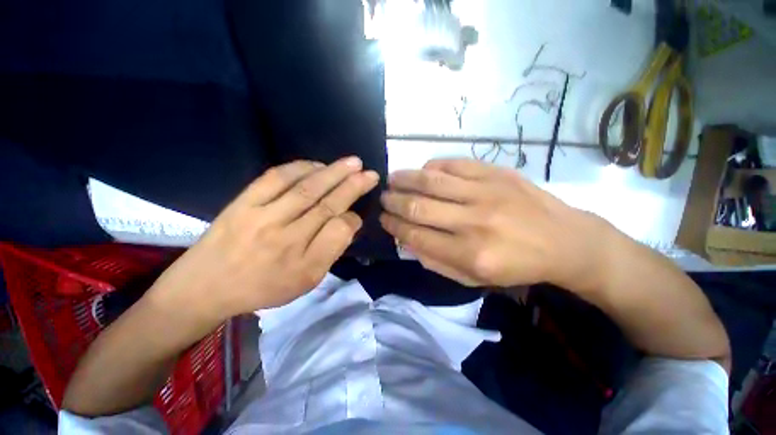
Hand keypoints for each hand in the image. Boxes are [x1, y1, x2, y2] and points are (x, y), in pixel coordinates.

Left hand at [149, 157, 379, 320]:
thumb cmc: (263, 287)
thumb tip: (349, 221)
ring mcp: (262, 216)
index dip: (353, 218)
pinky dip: (299, 168)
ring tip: (352, 163)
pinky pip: (275, 179)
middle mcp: (285, 237)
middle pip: (326, 204)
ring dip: (332, 173)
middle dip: (353, 185)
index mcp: (302, 263)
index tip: (358, 212)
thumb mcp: (305, 281)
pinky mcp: (243, 203)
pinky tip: (317, 164)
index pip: (338, 231)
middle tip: (370, 172)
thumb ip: (331, 252)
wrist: (205, 286)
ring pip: (306, 188)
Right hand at [379, 159, 610, 289]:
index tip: (383, 219)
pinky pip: (454, 164)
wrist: (564, 241)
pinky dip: (432, 166)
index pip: (416, 236)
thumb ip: (437, 262)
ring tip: (392, 179)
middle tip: (383, 198)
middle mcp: (474, 222)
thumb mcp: (475, 279)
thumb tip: (408, 241)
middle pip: (418, 206)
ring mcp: (485, 193)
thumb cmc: (517, 266)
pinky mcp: (496, 173)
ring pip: (432, 181)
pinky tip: (423, 170)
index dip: (394, 226)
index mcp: (469, 254)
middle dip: (393, 202)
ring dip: (405, 179)